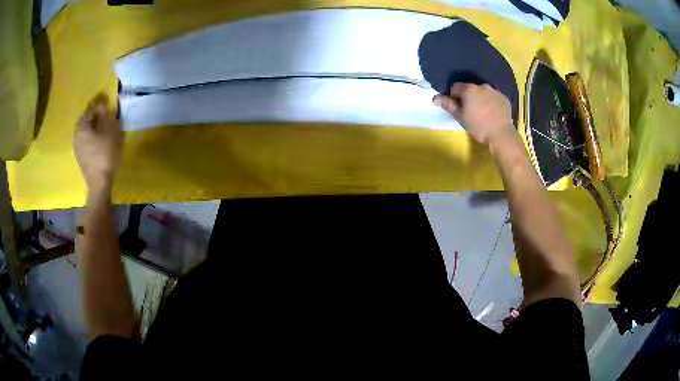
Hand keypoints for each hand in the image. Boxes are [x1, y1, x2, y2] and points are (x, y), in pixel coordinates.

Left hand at [74, 94, 122, 197]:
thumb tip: (104, 105)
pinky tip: (99, 140)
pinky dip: (92, 137)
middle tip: (105, 114)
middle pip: (86, 121)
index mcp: (82, 126)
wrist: (99, 183)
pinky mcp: (80, 157)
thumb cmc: (105, 153)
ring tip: (103, 127)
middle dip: (95, 116)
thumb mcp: (111, 130)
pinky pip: (85, 141)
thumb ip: (107, 115)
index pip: (90, 110)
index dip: (100, 105)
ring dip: (93, 127)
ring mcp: (77, 148)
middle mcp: (76, 135)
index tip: (108, 104)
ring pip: (85, 131)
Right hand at [433, 83, 515, 148]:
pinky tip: (492, 114)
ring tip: (483, 113)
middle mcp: (482, 86)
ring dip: (480, 99)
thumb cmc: (478, 126)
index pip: (455, 87)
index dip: (454, 97)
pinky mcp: (504, 98)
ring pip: (483, 92)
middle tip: (471, 112)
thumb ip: (448, 105)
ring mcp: (494, 91)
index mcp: (469, 89)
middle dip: (469, 97)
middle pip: (470, 89)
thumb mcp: (460, 117)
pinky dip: (491, 103)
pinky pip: (494, 97)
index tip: (458, 109)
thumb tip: (435, 98)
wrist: (501, 134)